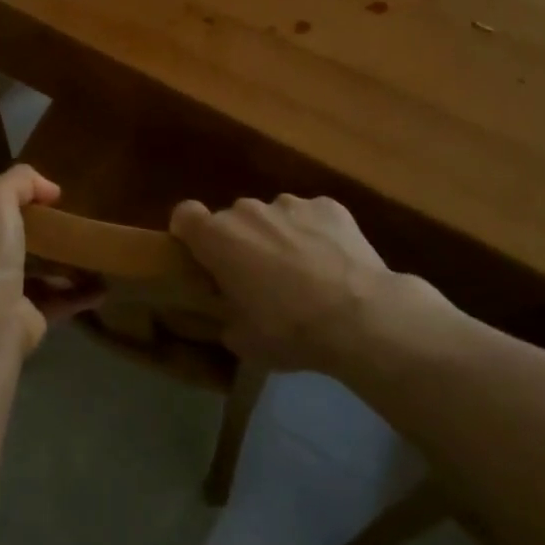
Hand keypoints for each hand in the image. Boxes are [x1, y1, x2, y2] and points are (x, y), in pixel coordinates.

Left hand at [0, 165, 94, 349]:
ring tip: (87, 249)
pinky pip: (56, 302)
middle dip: (27, 233)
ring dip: (59, 265)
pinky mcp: (24, 320)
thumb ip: (20, 181)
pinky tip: (102, 286)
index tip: (3, 194)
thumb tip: (50, 189)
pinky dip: (79, 294)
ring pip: (32, 274)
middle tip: (57, 217)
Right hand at [170, 194, 447, 372]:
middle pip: (233, 219)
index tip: (201, 257)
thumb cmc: (289, 330)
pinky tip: (333, 263)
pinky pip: (311, 216)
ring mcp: (290, 203)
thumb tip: (231, 312)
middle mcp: (248, 210)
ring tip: (303, 272)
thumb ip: (226, 316)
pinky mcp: (329, 206)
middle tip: (258, 278)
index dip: (189, 233)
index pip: (184, 215)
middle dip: (240, 242)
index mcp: (217, 237)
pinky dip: (316, 233)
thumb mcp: (242, 341)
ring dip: (278, 236)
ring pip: (273, 216)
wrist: (360, 317)